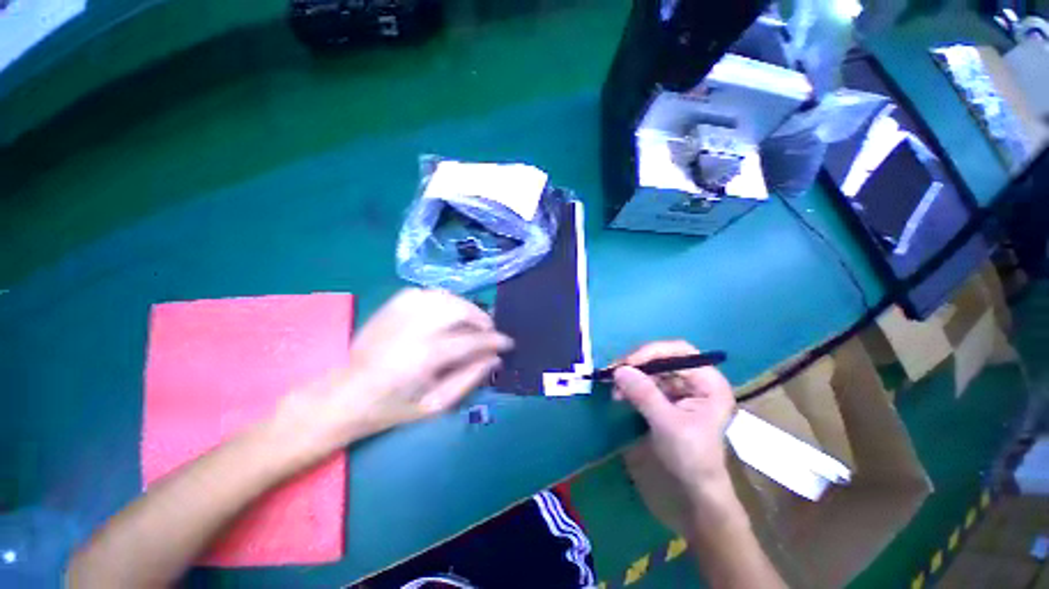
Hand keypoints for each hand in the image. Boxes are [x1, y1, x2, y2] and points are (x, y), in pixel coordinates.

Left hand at [272, 288, 511, 457]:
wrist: (345, 396)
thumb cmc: (392, 407)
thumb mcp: (435, 405)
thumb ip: (469, 379)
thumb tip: (494, 358)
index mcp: (427, 356)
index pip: (473, 340)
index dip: (495, 340)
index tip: (508, 343)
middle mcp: (416, 328)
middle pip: (460, 309)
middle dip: (482, 318)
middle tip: (488, 331)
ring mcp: (401, 313)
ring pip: (445, 296)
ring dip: (465, 307)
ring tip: (470, 321)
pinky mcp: (391, 307)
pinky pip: (426, 292)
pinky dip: (442, 299)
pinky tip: (445, 311)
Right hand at [613, 341, 735, 498]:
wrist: (695, 487)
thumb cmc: (691, 456)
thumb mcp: (667, 424)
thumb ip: (644, 394)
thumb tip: (618, 370)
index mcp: (709, 382)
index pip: (679, 352)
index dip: (652, 352)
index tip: (628, 363)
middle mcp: (697, 379)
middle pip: (663, 358)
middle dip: (637, 364)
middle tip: (614, 372)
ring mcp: (683, 387)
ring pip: (652, 369)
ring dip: (632, 375)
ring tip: (613, 387)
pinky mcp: (669, 396)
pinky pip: (648, 382)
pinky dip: (632, 385)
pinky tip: (620, 394)